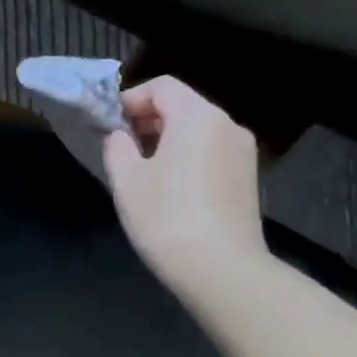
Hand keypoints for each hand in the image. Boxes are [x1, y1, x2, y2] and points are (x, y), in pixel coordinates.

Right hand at [104, 76, 267, 299]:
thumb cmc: (166, 217)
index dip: (130, 99)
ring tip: (141, 171)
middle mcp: (227, 126)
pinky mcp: (247, 179)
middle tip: (120, 148)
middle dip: (148, 120)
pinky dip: (187, 158)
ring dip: (167, 140)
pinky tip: (169, 189)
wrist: (221, 270)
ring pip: (198, 131)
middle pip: (183, 106)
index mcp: (198, 116)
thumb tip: (120, 136)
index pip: (162, 87)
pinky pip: (211, 153)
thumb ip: (117, 146)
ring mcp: (243, 153)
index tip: (108, 125)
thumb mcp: (126, 179)